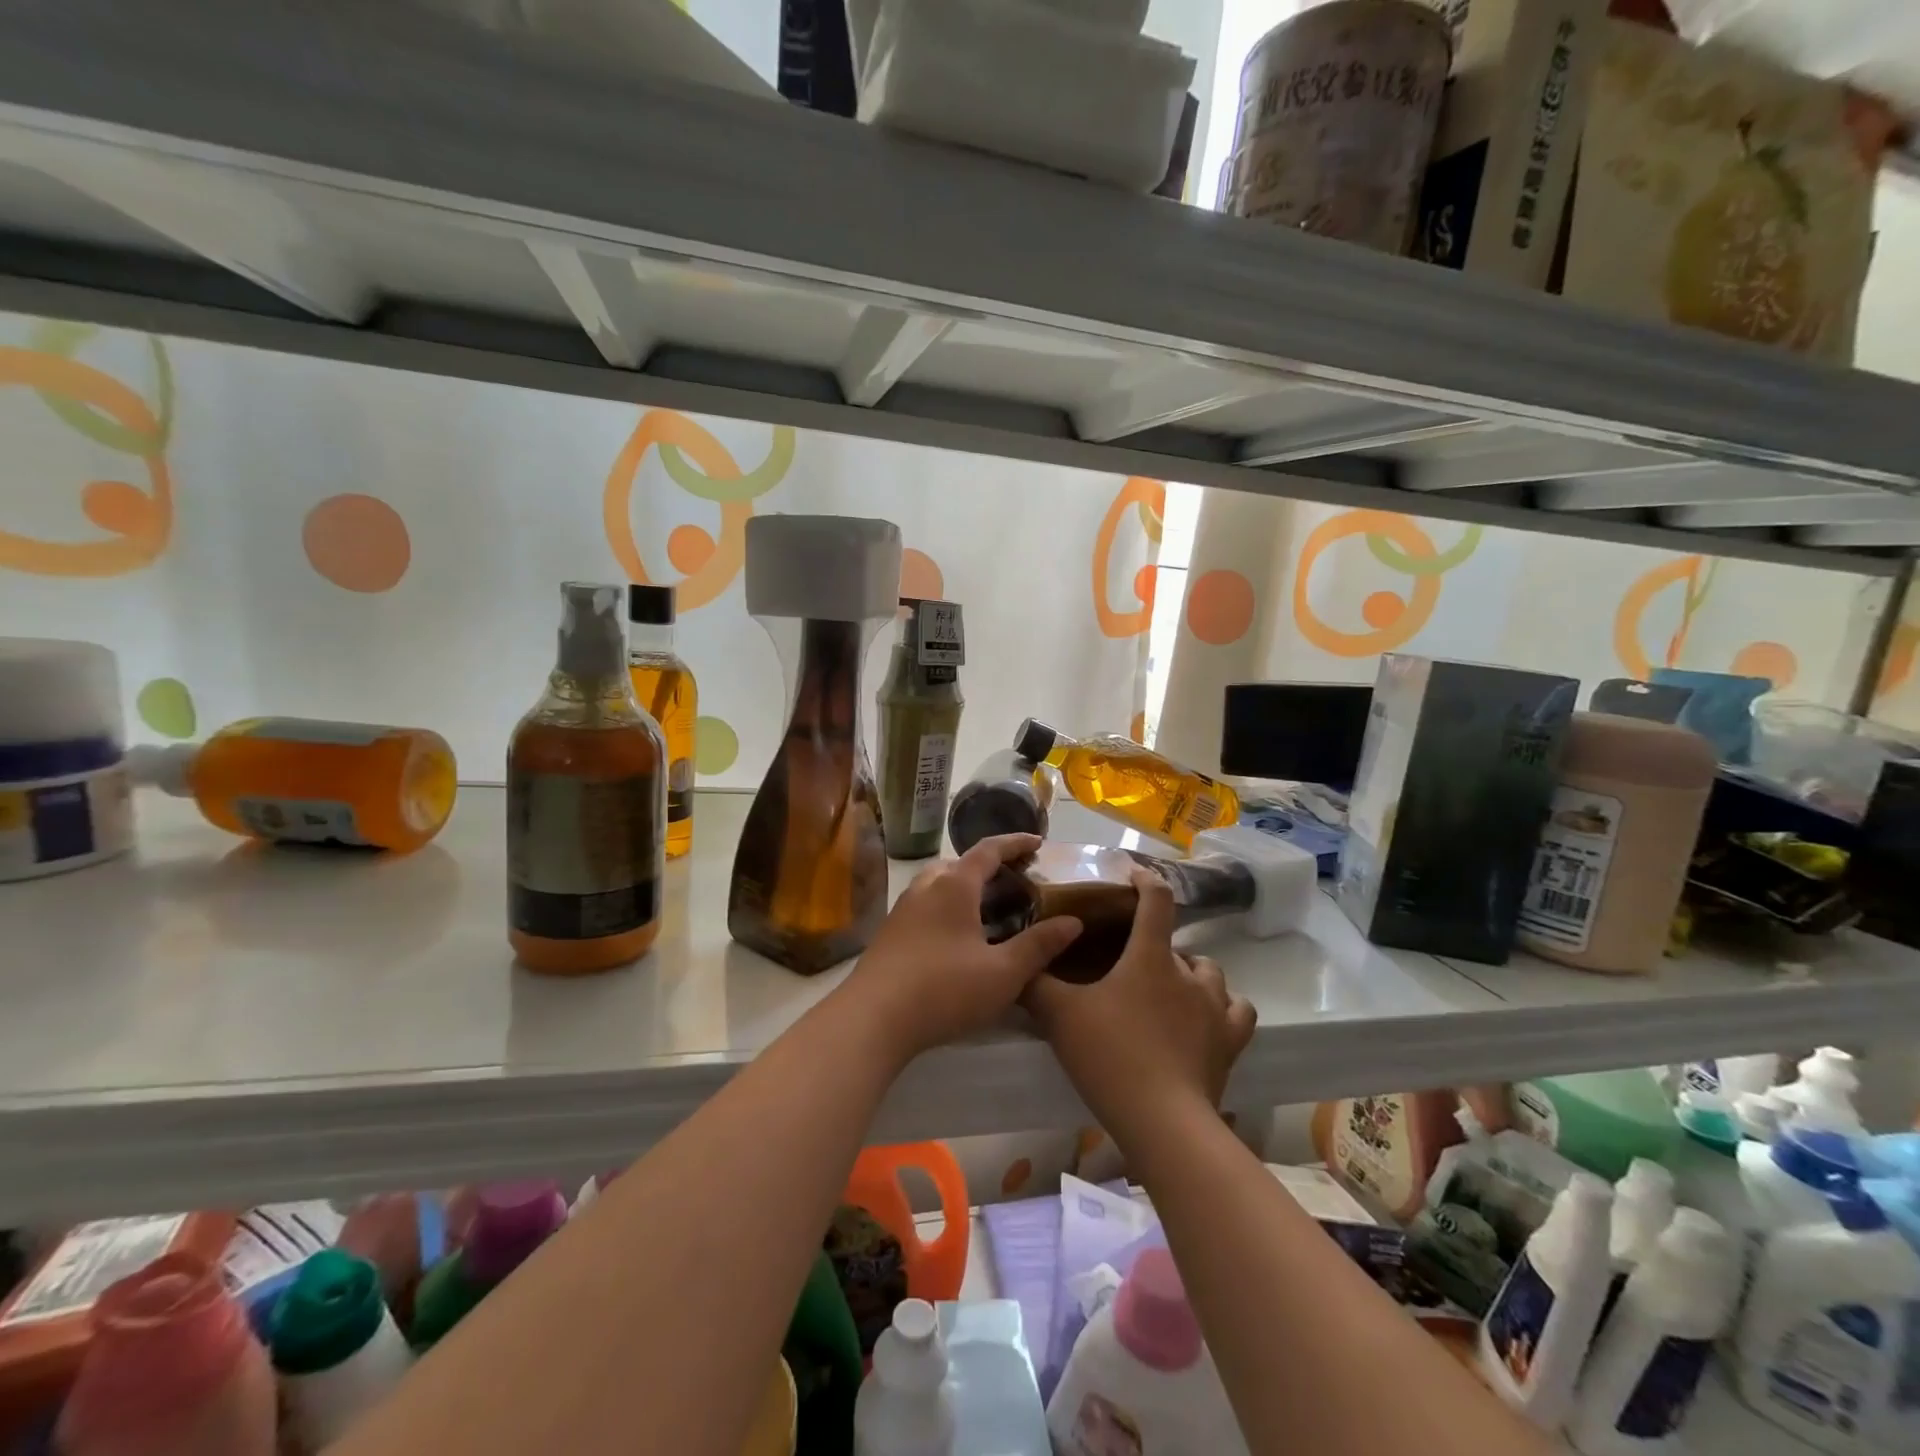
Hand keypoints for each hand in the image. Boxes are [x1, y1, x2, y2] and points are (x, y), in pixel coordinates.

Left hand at [840, 834, 1082, 1062]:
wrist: (872, 1019)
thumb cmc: (944, 989)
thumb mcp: (1003, 973)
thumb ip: (1039, 945)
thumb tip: (1073, 921)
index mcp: (954, 886)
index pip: (988, 851)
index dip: (1015, 843)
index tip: (1037, 842)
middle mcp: (926, 888)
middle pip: (960, 864)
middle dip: (988, 866)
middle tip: (1014, 881)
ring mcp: (903, 910)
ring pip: (938, 885)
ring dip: (964, 887)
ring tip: (987, 908)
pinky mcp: (890, 934)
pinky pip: (925, 906)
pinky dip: (947, 907)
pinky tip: (957, 938)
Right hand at [1024, 867, 1255, 1146]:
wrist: (1162, 1121)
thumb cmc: (1110, 1056)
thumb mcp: (1059, 1015)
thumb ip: (1035, 984)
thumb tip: (1018, 964)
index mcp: (1150, 956)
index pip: (1156, 900)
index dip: (1145, 880)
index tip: (1133, 875)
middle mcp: (1188, 974)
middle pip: (1179, 943)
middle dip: (1157, 946)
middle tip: (1131, 962)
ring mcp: (1216, 1008)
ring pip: (1210, 973)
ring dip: (1191, 973)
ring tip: (1168, 989)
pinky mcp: (1230, 1042)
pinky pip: (1237, 1010)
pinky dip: (1223, 1006)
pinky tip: (1205, 1017)